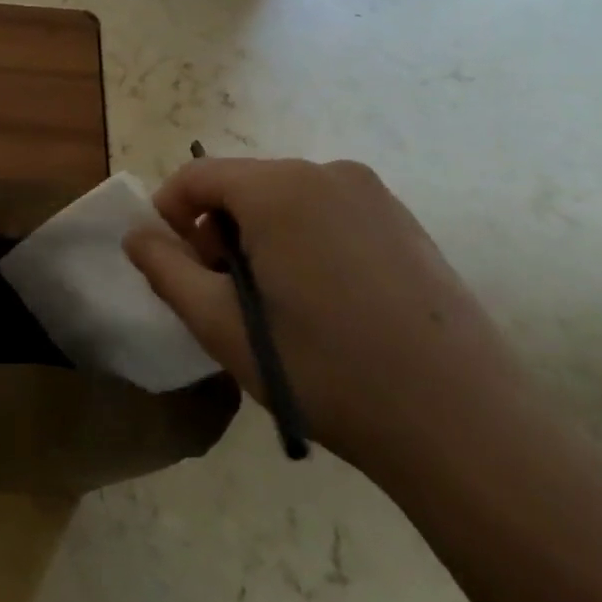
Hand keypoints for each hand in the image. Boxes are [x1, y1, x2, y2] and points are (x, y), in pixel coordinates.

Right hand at [124, 157, 534, 481]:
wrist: (464, 427)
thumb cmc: (324, 370)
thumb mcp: (219, 324)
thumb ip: (165, 269)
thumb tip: (137, 235)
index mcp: (279, 188)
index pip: (196, 176)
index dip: (169, 215)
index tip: (173, 267)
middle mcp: (328, 173)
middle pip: (241, 187)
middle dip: (216, 232)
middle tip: (223, 296)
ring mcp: (375, 197)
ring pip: (284, 202)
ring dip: (258, 240)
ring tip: (274, 307)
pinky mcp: (406, 225)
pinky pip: (326, 216)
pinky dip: (302, 244)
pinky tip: (323, 306)